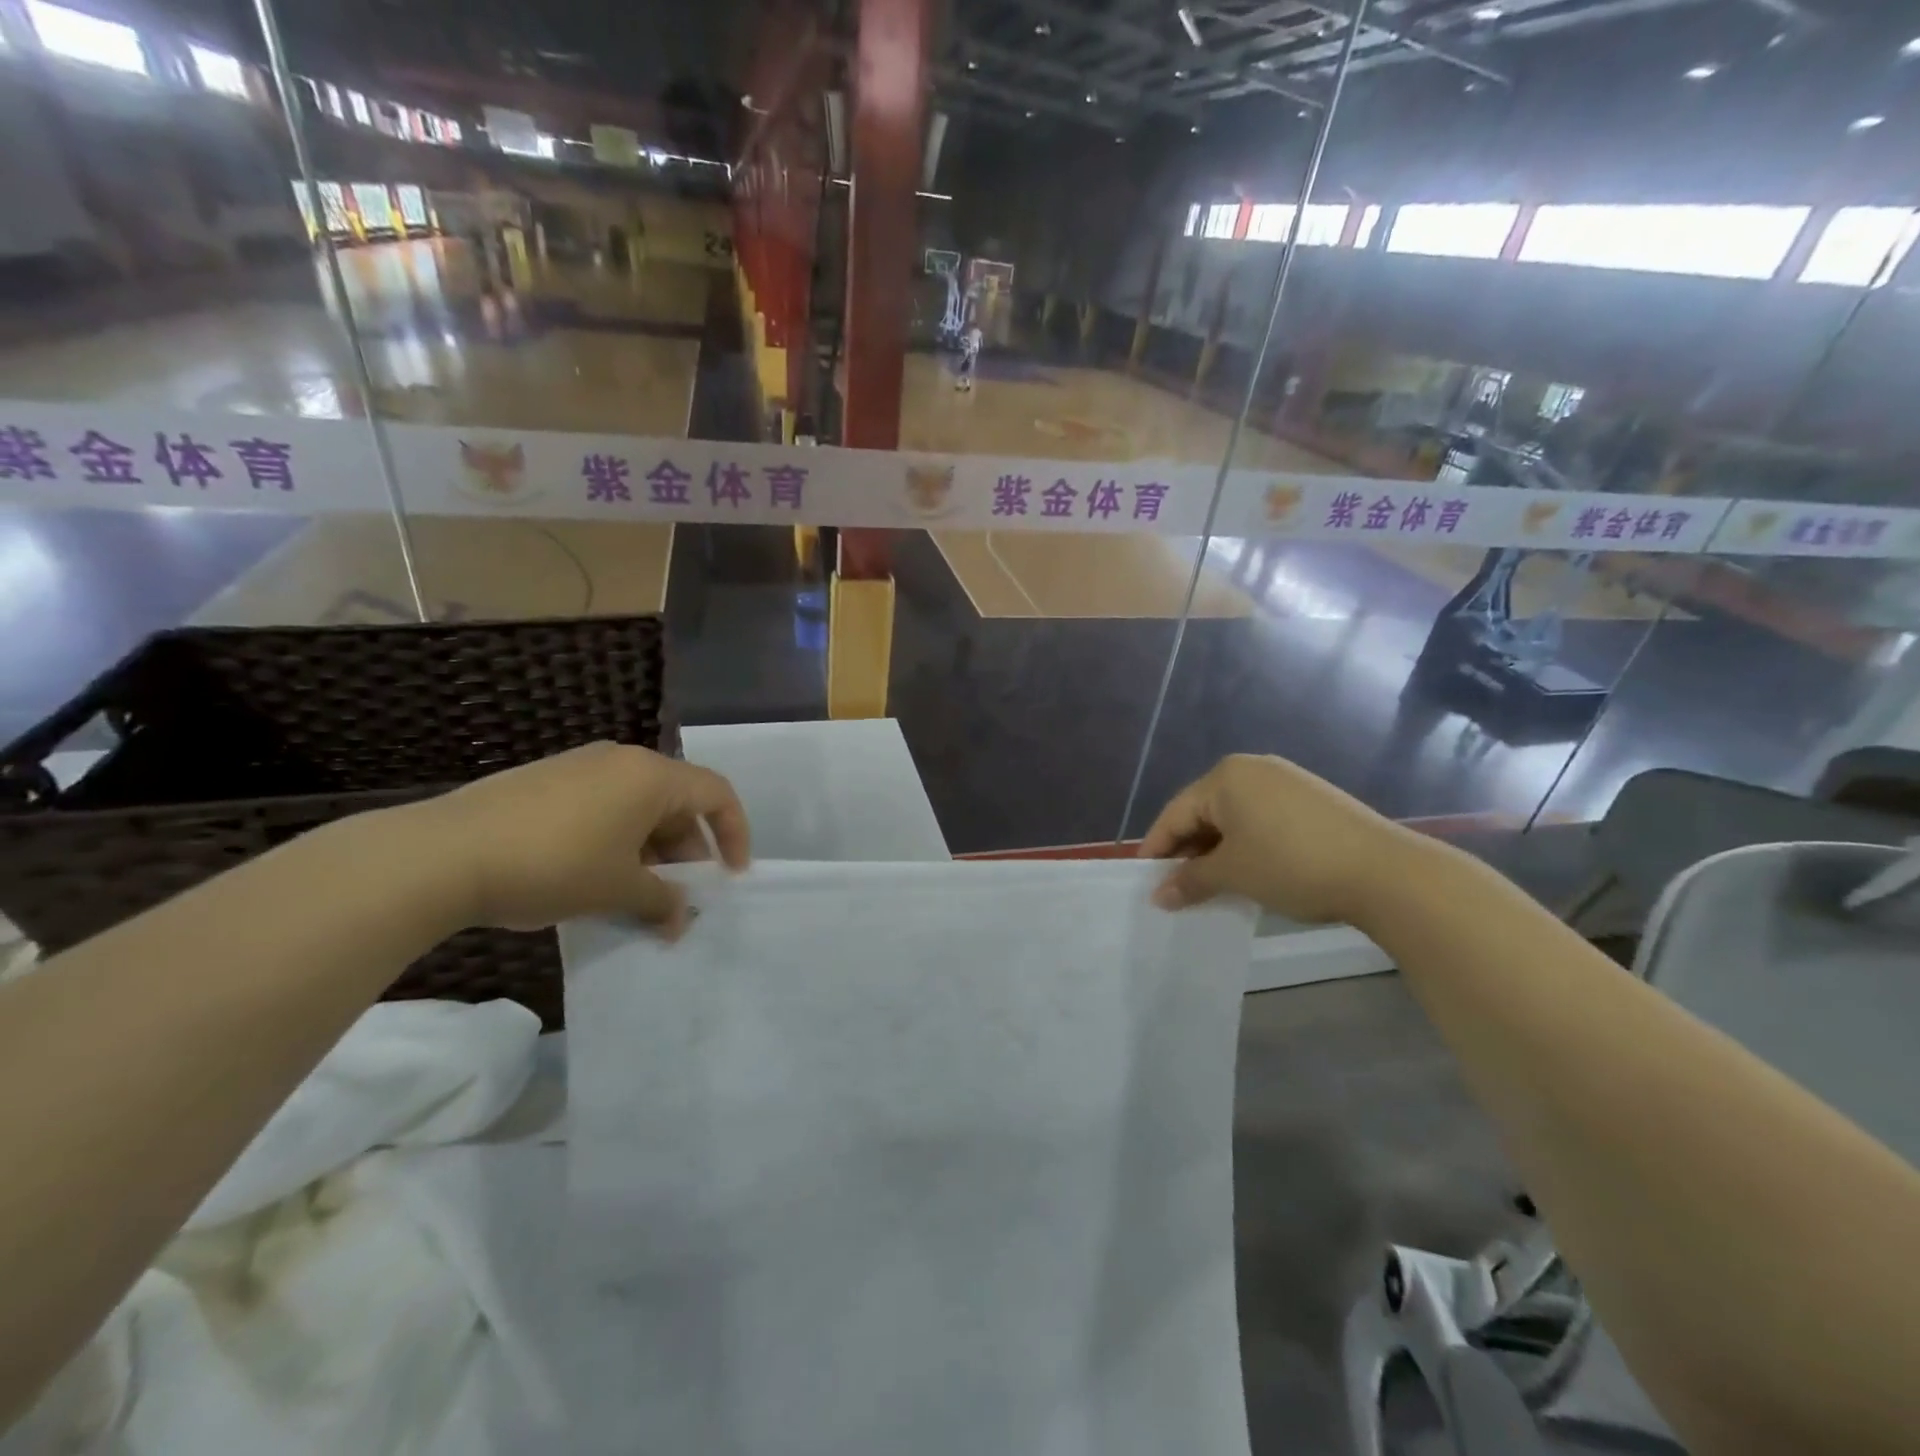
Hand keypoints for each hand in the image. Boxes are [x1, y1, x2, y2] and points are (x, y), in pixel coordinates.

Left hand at [409, 742, 750, 935]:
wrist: (442, 854)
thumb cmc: (553, 866)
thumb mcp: (618, 890)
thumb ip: (662, 902)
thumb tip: (680, 919)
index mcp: (651, 776)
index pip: (717, 794)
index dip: (734, 834)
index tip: (730, 876)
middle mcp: (622, 761)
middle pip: (677, 802)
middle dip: (687, 851)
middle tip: (680, 896)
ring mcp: (580, 767)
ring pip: (637, 807)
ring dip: (650, 851)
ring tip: (637, 895)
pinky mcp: (545, 781)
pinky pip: (602, 807)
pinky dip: (616, 840)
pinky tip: (595, 878)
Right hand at [1139, 754, 1410, 924]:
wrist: (1386, 872)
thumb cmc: (1292, 864)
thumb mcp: (1233, 874)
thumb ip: (1190, 880)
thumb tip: (1159, 896)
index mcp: (1225, 777)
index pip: (1175, 814)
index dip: (1157, 850)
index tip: (1144, 883)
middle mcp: (1253, 770)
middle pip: (1204, 813)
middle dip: (1188, 852)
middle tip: (1177, 889)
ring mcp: (1286, 782)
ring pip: (1234, 819)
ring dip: (1218, 852)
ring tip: (1211, 887)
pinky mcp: (1312, 800)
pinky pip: (1262, 820)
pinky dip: (1248, 846)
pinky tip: (1250, 874)